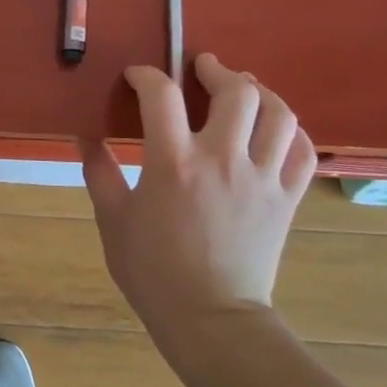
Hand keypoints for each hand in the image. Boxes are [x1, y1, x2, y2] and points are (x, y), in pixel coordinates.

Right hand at [81, 54, 316, 331]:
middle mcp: (223, 160)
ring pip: (278, 114)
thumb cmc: (152, 270)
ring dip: (260, 91)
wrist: (210, 319)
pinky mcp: (287, 199)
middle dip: (215, 70)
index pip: (162, 95)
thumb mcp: (112, 218)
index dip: (146, 75)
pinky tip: (273, 126)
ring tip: (242, 86)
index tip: (136, 77)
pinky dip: (290, 129)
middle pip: (235, 92)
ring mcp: (262, 179)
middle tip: (200, 67)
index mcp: (173, 163)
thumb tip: (84, 134)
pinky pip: (302, 151)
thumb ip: (98, 170)